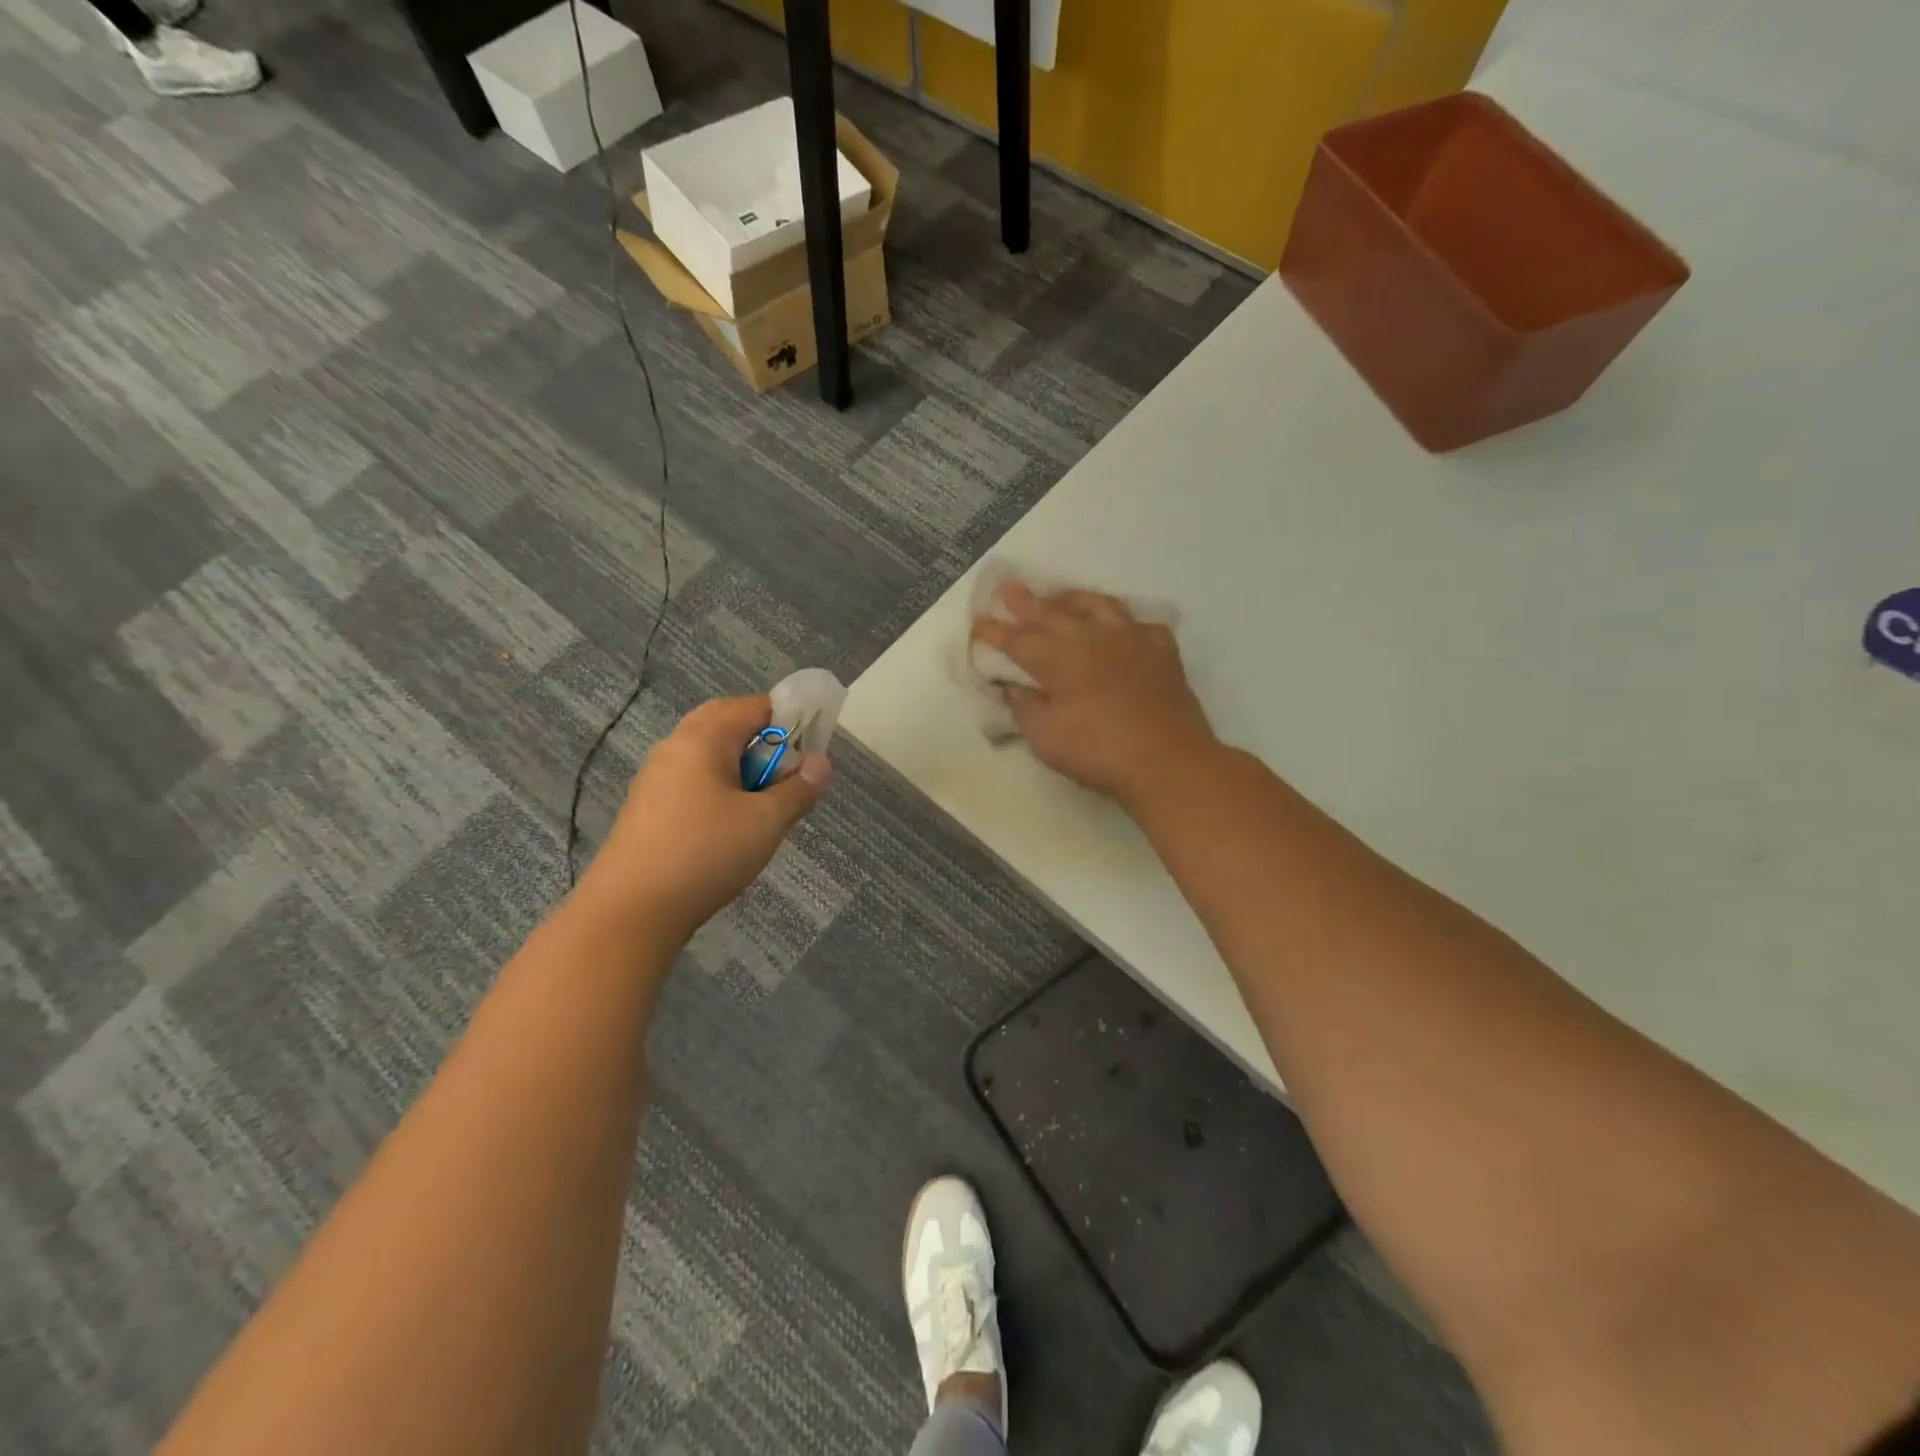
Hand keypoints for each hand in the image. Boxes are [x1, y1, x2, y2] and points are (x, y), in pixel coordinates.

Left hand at [588, 696, 830, 942]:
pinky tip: (729, 826)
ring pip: (707, 755)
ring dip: (740, 768)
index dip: (790, 721)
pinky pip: (691, 780)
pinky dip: (718, 788)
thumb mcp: (766, 822)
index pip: (755, 706)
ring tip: (763, 804)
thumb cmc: (705, 854)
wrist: (631, 911)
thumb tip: (821, 763)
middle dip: (763, 742)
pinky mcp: (647, 807)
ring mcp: (655, 777)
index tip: (811, 752)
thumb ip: (798, 789)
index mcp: (703, 739)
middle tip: (787, 774)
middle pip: (726, 724)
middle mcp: (674, 747)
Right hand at [971, 581, 1218, 806]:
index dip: (996, 631)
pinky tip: (1121, 630)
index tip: (978, 621)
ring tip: (1060, 598)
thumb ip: (1025, 708)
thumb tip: (1014, 688)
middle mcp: (1093, 638)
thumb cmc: (1098, 752)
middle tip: (1008, 588)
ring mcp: (1131, 639)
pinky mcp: (1162, 651)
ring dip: (1073, 600)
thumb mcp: (1046, 738)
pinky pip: (1139, 625)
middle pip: (1053, 614)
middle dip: (1027, 602)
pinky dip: (1124, 623)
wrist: (1168, 762)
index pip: (1019, 640)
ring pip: (1097, 606)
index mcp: (1060, 659)